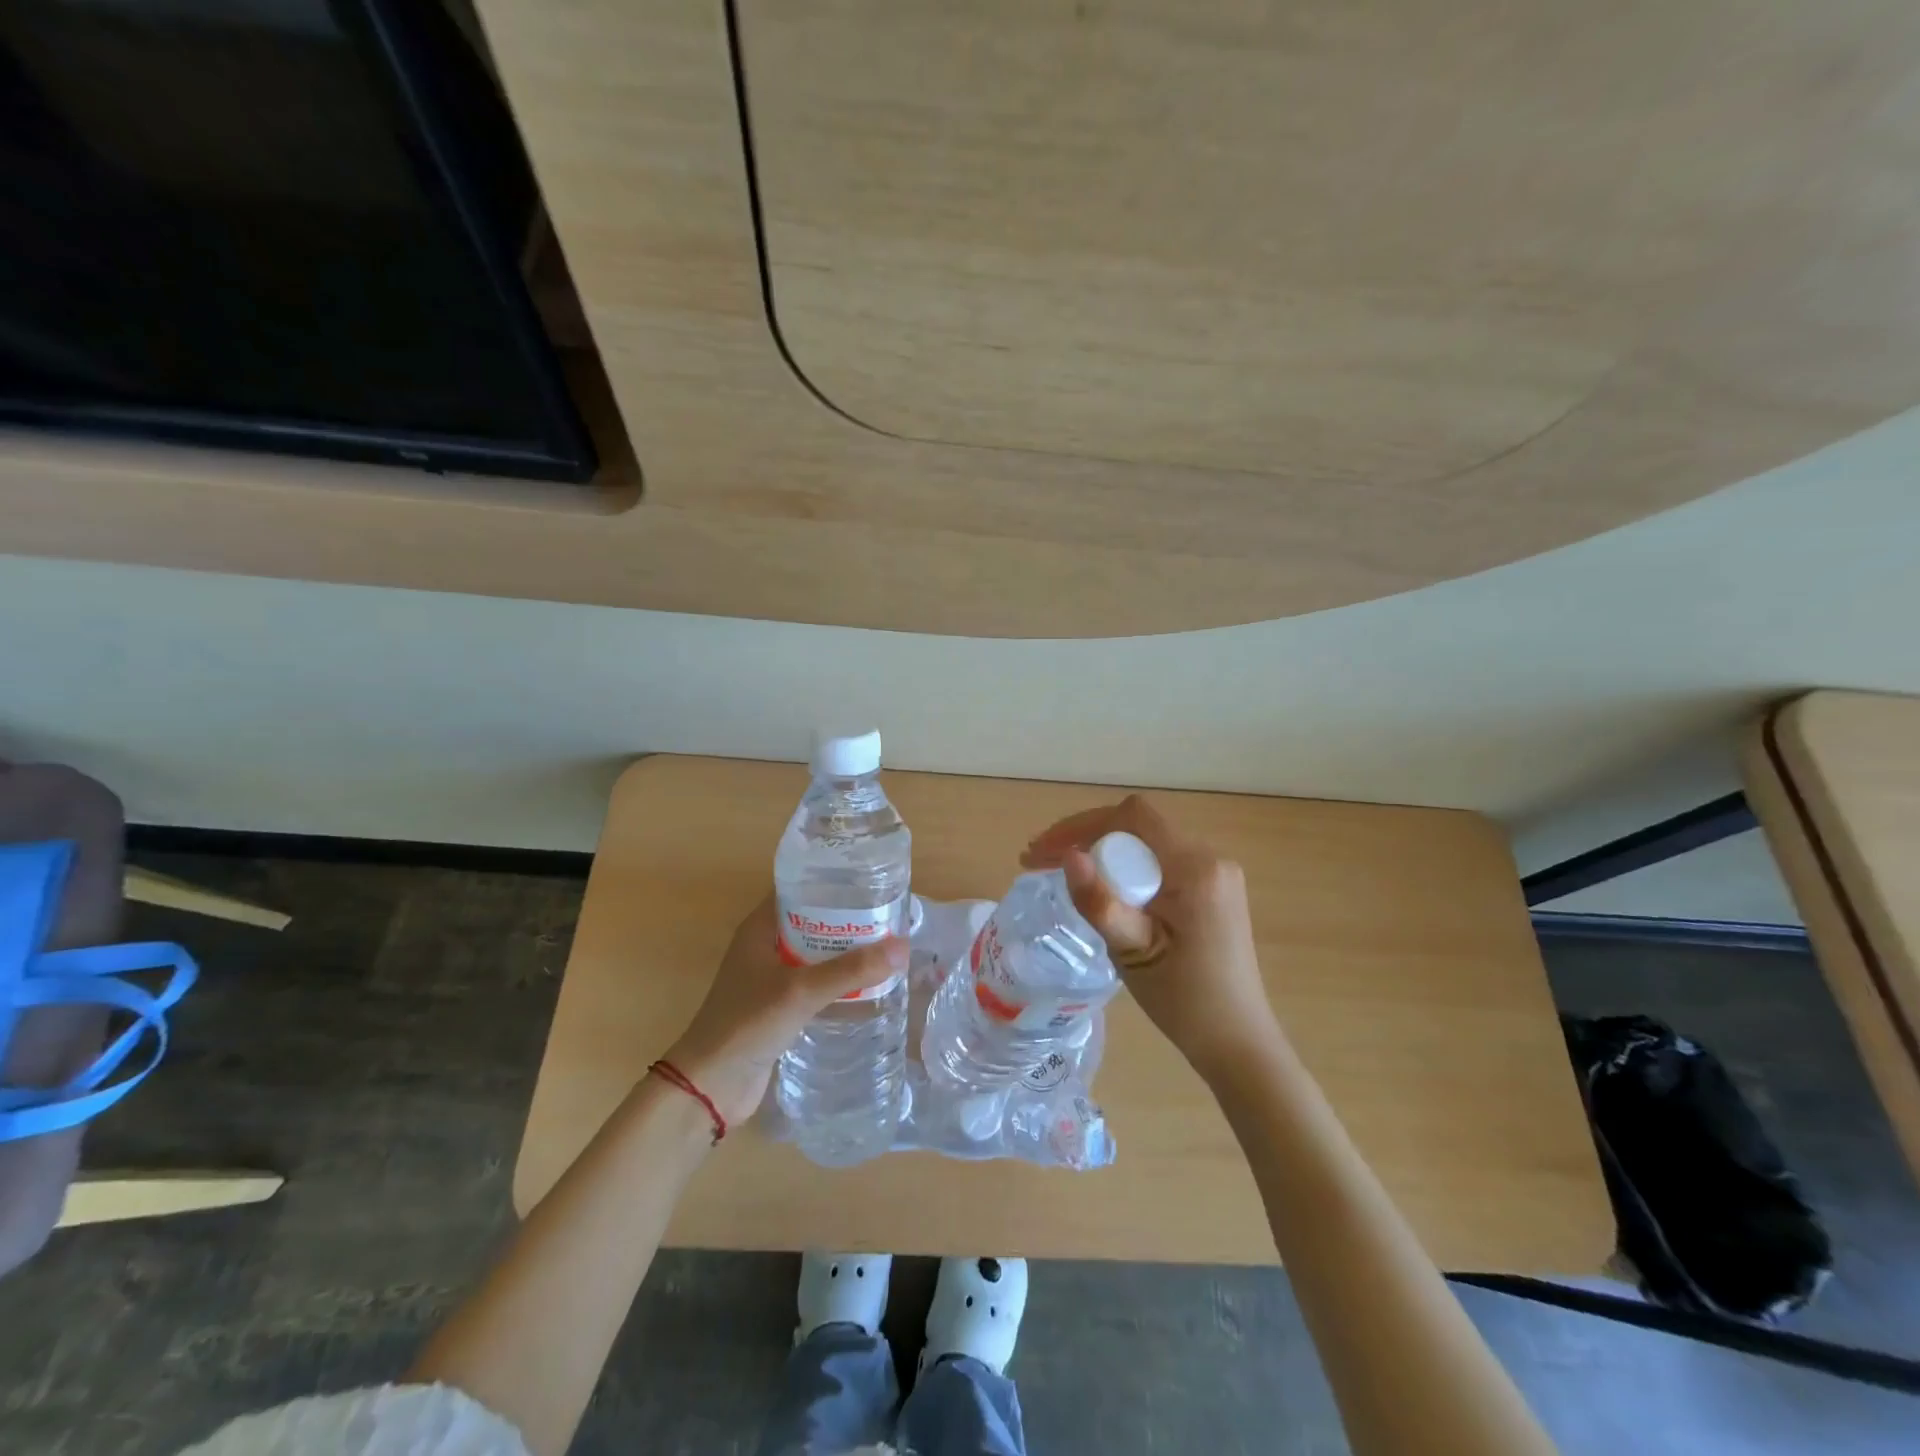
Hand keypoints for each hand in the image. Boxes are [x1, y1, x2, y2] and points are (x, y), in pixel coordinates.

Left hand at [664, 894, 907, 1125]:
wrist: (710, 1087)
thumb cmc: (747, 1025)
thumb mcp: (801, 991)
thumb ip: (851, 970)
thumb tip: (902, 946)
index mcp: (760, 928)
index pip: (798, 888)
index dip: (831, 881)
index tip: (869, 879)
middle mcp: (765, 946)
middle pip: (812, 919)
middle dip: (847, 917)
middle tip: (888, 913)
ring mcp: (771, 977)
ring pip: (816, 952)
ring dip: (845, 950)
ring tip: (887, 944)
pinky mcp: (780, 1006)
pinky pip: (815, 981)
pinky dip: (838, 978)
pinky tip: (868, 983)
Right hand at [1023, 795, 1281, 1080]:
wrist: (1236, 1042)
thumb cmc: (1185, 1002)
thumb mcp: (1133, 953)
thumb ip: (1100, 902)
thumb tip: (1068, 855)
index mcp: (1195, 867)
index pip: (1132, 817)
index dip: (1080, 825)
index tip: (1042, 851)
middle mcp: (1210, 857)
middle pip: (1136, 826)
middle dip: (1083, 837)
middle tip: (1039, 862)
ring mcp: (1214, 872)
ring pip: (1144, 842)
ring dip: (1100, 851)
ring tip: (1060, 872)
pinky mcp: (1211, 888)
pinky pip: (1157, 861)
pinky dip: (1123, 867)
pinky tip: (1100, 888)